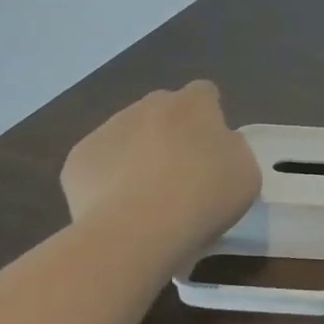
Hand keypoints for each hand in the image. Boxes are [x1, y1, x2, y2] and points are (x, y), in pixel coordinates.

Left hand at [60, 81, 259, 239]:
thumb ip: (232, 149)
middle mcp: (148, 106)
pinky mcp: (78, 159)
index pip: (204, 93)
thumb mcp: (245, 173)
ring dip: (137, 154)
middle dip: (170, 132)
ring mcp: (108, 129)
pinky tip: (118, 209)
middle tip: (181, 173)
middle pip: (162, 110)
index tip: (213, 148)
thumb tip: (218, 145)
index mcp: (193, 104)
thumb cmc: (204, 197)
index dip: (209, 116)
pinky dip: (107, 180)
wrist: (137, 230)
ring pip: (127, 135)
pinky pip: (99, 164)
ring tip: (146, 198)